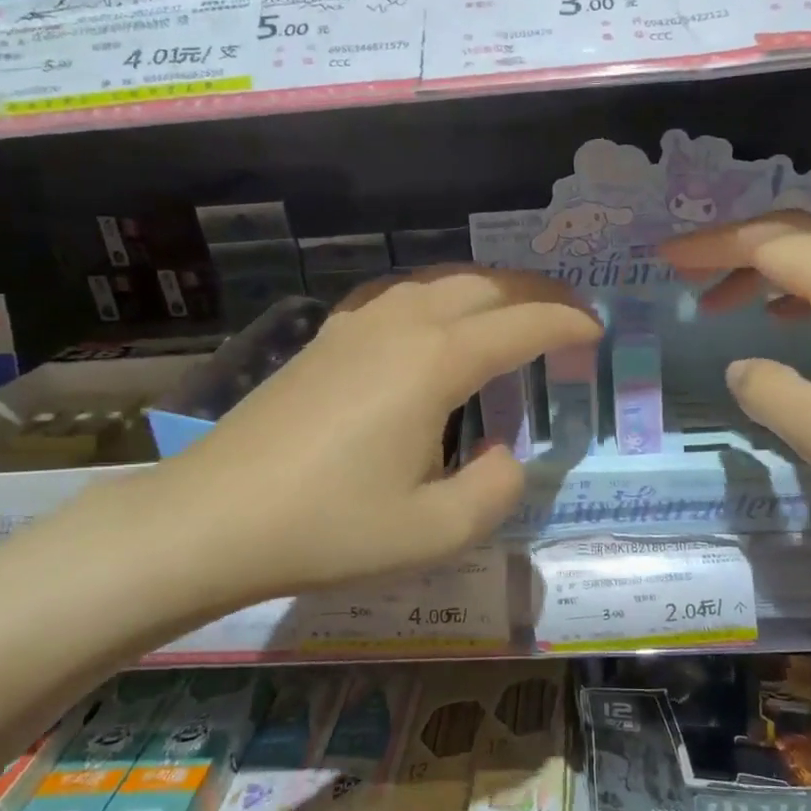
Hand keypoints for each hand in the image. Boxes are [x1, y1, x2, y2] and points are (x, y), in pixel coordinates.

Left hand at [142, 268, 598, 611]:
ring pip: (439, 279)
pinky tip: (434, 319)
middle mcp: (400, 324)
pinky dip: (439, 293)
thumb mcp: (435, 531)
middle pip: (485, 284)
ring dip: (489, 286)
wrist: (212, 519)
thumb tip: (502, 454)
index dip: (567, 323)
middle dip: (536, 292)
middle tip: (569, 313)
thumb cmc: (329, 529)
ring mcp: (356, 325)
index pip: (521, 324)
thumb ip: (496, 489)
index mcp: (434, 362)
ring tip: (514, 310)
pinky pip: (399, 293)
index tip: (598, 330)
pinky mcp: (326, 338)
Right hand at [662, 213, 810, 542]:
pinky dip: (794, 289)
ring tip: (716, 302)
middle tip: (682, 271)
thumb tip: (740, 365)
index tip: (664, 258)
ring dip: (762, 268)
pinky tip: (776, 319)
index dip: (713, 247)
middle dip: (732, 246)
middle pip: (797, 234)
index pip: (773, 246)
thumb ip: (772, 394)